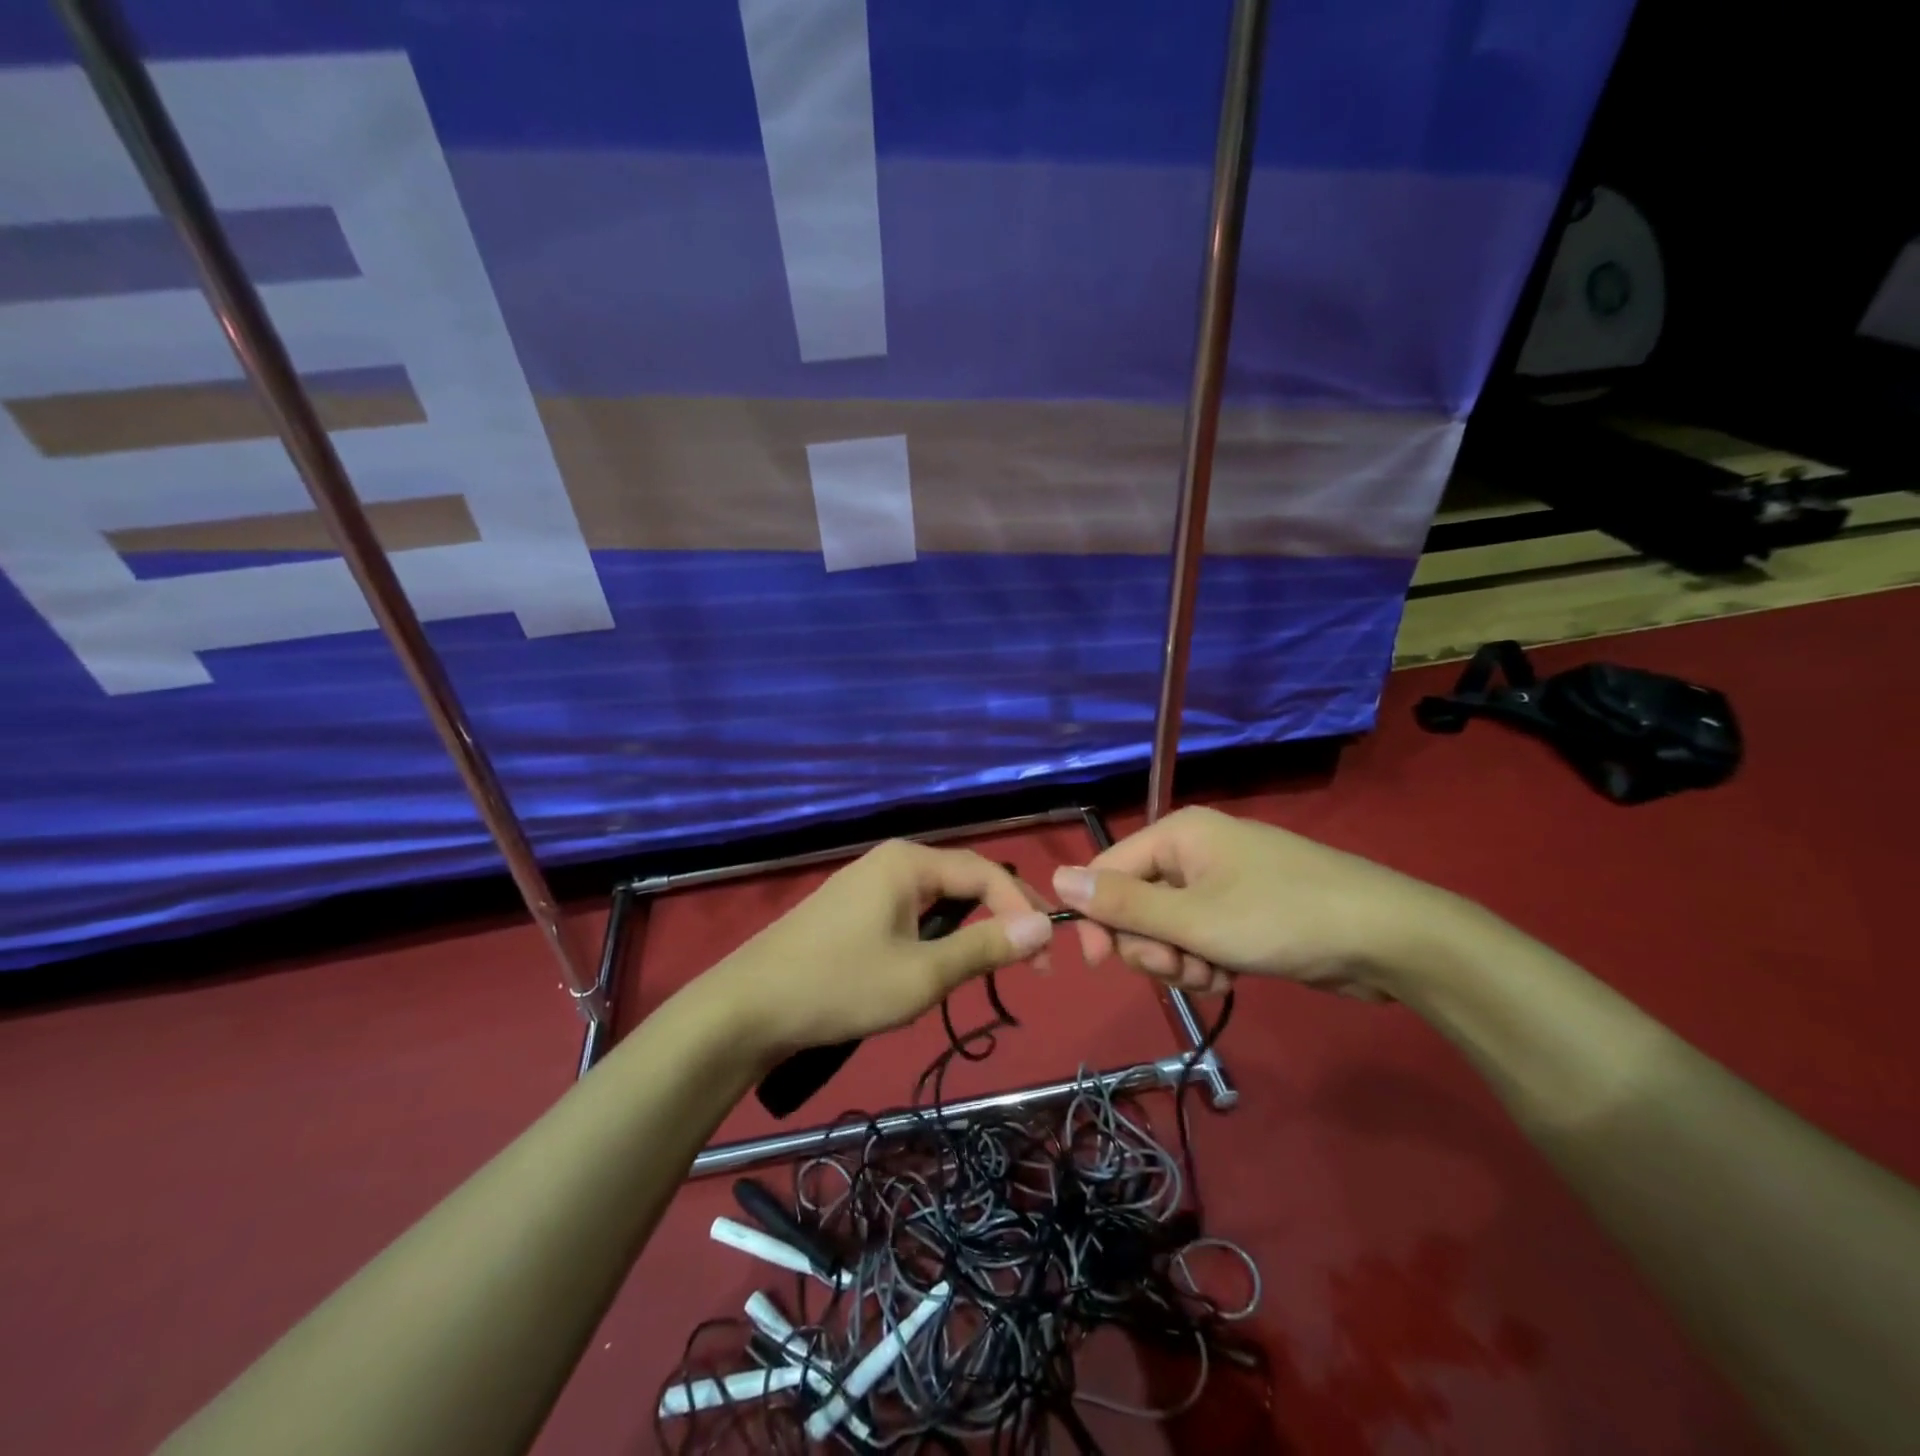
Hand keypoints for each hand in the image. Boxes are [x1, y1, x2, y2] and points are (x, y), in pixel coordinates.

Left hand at [698, 840, 1054, 1057]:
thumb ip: (985, 947)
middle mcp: (891, 860)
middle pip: (963, 881)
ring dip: (969, 929)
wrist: (748, 1008)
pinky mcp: (852, 910)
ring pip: (938, 900)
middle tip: (1030, 961)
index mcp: (909, 861)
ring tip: (991, 966)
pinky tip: (938, 964)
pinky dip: (937, 936)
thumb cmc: (840, 985)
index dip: (1023, 910)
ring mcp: (867, 883)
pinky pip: (912, 913)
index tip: (1048, 957)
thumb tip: (1044, 925)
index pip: (986, 873)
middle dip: (1001, 917)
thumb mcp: (922, 973)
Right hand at [1051, 806, 1467, 1001]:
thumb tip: (1056, 879)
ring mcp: (1220, 881)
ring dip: (1180, 960)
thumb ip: (1122, 904)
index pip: (1106, 872)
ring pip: (1167, 927)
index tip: (1101, 966)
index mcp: (1176, 835)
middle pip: (1136, 904)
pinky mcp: (1243, 911)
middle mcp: (1192, 852)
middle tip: (1182, 967)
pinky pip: (1199, 937)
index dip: (1097, 919)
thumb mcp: (1194, 919)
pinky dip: (1205, 961)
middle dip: (1151, 946)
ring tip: (1215, 974)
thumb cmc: (1282, 918)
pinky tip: (1231, 976)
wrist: (1386, 937)